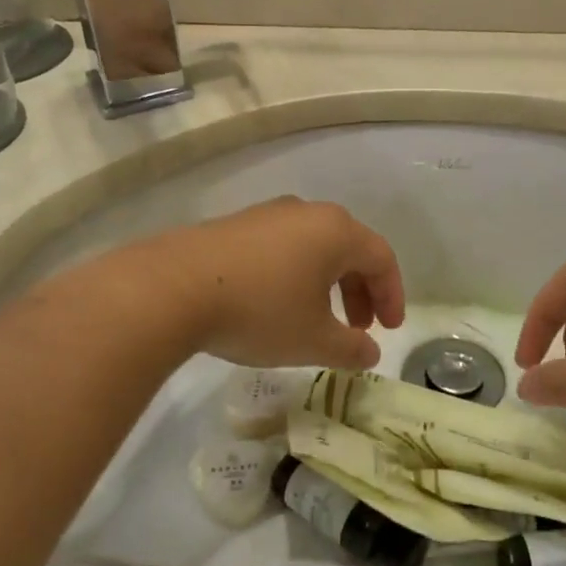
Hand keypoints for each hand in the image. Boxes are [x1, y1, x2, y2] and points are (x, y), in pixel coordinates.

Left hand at [145, 198, 405, 369]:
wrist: (174, 288)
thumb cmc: (260, 311)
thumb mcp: (313, 340)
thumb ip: (351, 348)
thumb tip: (370, 353)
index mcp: (336, 231)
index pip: (381, 258)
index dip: (392, 296)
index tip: (388, 331)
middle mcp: (306, 212)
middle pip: (348, 249)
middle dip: (359, 291)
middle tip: (357, 329)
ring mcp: (267, 214)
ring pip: (313, 247)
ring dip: (326, 284)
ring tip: (317, 320)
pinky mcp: (235, 225)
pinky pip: (281, 247)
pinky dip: (294, 275)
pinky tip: (276, 304)